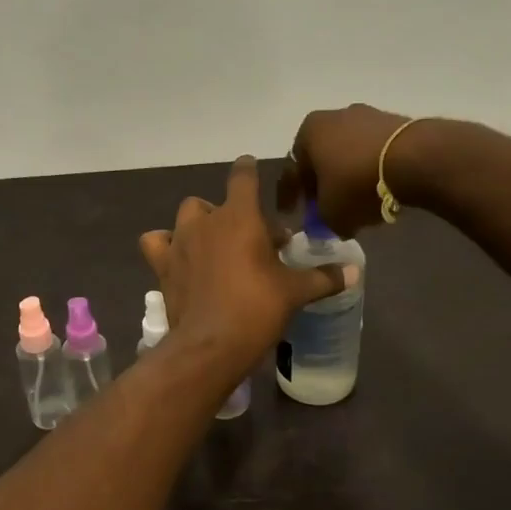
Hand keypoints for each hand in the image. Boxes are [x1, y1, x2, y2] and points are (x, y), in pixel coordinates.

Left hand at [140, 157, 345, 367]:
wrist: (211, 344)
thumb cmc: (257, 308)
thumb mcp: (296, 292)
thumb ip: (324, 277)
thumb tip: (354, 272)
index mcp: (240, 216)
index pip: (243, 176)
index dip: (248, 168)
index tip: (251, 165)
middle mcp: (206, 220)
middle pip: (216, 202)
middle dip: (233, 215)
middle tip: (251, 240)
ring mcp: (180, 241)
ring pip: (187, 216)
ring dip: (199, 224)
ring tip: (214, 245)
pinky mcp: (163, 264)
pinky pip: (156, 242)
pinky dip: (165, 244)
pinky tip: (178, 256)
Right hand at [277, 103, 419, 236]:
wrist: (415, 158)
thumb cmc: (358, 183)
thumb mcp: (331, 214)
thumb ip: (323, 220)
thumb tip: (331, 223)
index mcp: (308, 132)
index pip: (292, 170)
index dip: (289, 196)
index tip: (290, 213)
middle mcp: (334, 116)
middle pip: (321, 158)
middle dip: (322, 183)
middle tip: (324, 207)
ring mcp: (367, 115)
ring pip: (348, 153)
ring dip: (348, 176)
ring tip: (356, 202)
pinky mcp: (396, 122)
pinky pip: (374, 152)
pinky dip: (372, 170)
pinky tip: (379, 190)